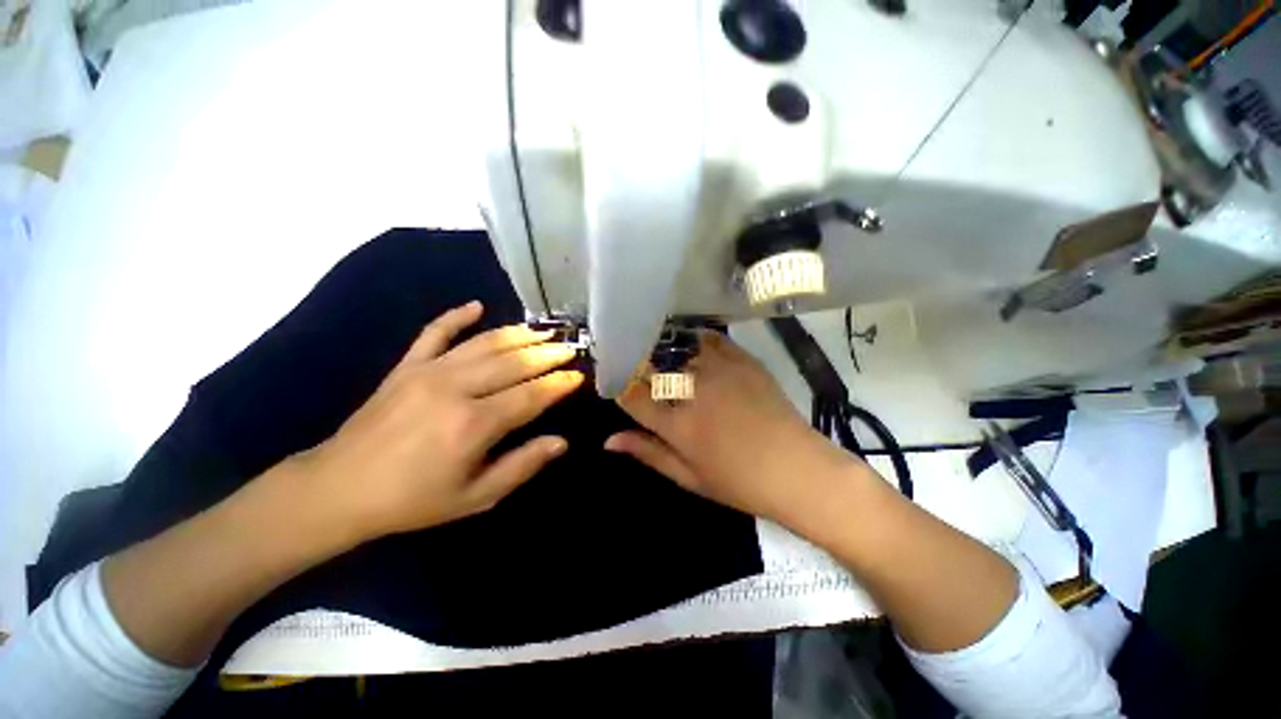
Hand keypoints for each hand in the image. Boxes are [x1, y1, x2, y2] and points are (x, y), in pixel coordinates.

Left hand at [296, 301, 582, 540]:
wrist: (338, 489)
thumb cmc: (414, 500)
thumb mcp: (476, 497)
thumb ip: (522, 466)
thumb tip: (561, 442)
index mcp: (474, 424)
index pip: (532, 395)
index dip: (558, 384)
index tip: (578, 375)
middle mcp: (456, 388)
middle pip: (514, 362)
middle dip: (547, 354)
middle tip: (569, 348)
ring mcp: (428, 371)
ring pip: (484, 343)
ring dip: (518, 334)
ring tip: (542, 331)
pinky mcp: (406, 366)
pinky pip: (434, 332)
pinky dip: (456, 316)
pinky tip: (476, 305)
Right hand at [605, 332, 858, 527]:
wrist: (797, 469)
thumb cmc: (740, 483)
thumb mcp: (689, 477)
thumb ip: (648, 453)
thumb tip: (608, 440)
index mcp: (678, 424)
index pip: (632, 395)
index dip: (618, 388)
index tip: (615, 385)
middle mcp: (694, 391)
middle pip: (652, 367)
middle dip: (637, 366)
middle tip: (634, 369)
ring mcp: (720, 371)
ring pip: (678, 348)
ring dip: (662, 350)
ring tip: (659, 355)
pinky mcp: (743, 361)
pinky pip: (710, 340)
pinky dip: (694, 340)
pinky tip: (690, 345)